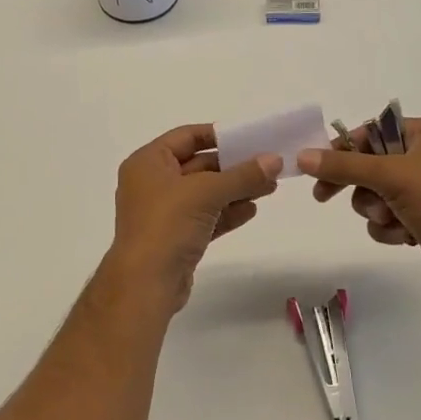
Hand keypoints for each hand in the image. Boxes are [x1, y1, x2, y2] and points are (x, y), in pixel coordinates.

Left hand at [100, 124, 281, 317]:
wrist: (146, 284)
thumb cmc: (167, 225)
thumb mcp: (206, 192)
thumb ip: (242, 175)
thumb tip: (274, 159)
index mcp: (148, 162)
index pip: (186, 136)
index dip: (217, 135)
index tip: (249, 137)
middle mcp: (152, 182)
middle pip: (198, 165)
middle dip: (234, 166)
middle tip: (269, 165)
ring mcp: (163, 212)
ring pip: (204, 193)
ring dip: (235, 190)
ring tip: (270, 187)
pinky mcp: (175, 237)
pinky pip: (205, 216)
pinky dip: (226, 212)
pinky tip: (252, 210)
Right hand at [297, 116, 420, 299]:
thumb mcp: (390, 176)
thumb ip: (344, 166)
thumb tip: (302, 156)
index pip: (374, 131)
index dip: (345, 149)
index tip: (319, 167)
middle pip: (372, 164)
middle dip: (359, 186)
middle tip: (323, 197)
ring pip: (378, 194)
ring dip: (376, 210)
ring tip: (391, 220)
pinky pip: (391, 215)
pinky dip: (391, 227)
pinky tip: (405, 237)